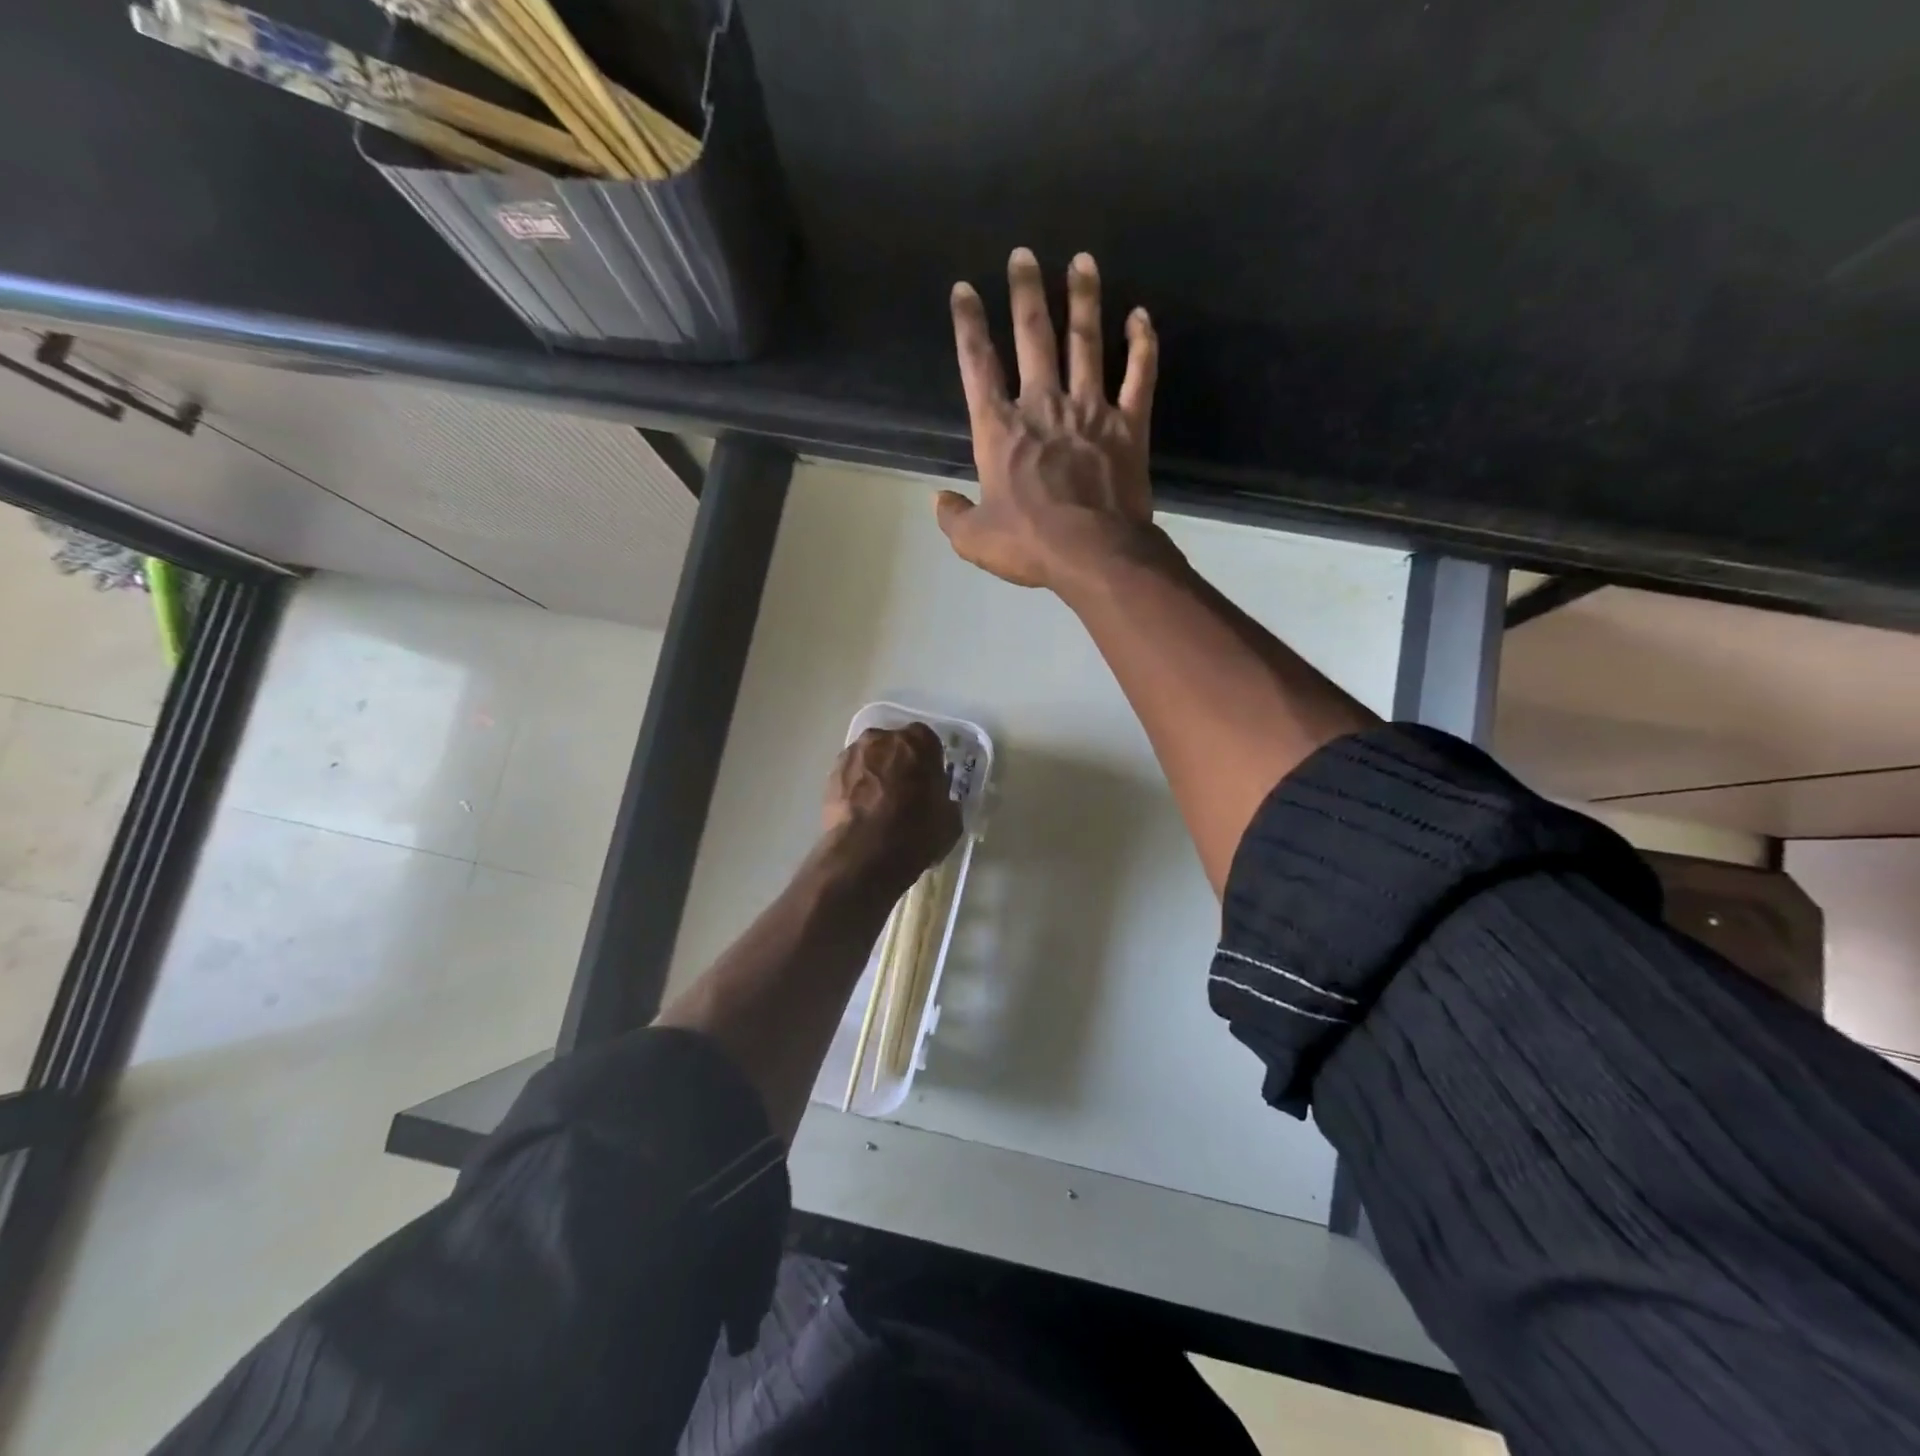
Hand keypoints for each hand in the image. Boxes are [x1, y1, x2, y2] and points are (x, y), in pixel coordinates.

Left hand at [819, 724, 961, 896]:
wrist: (866, 852)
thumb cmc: (917, 832)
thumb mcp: (950, 820)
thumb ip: (944, 801)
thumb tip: (939, 803)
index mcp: (919, 742)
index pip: (927, 741)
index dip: (927, 762)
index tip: (928, 782)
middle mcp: (883, 738)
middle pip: (894, 746)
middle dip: (898, 763)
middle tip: (903, 792)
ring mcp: (853, 754)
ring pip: (869, 758)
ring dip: (874, 774)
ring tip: (877, 805)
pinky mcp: (831, 774)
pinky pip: (850, 775)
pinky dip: (854, 788)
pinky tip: (860, 812)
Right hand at [937, 248, 1163, 592]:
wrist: (1093, 554)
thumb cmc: (1029, 545)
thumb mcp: (974, 540)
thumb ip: (953, 516)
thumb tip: (938, 500)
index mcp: (1000, 430)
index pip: (978, 366)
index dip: (968, 325)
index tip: (964, 289)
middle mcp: (1043, 406)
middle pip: (1033, 337)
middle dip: (1025, 292)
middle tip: (1023, 254)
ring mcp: (1089, 411)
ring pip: (1086, 342)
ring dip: (1083, 299)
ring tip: (1082, 260)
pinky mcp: (1128, 426)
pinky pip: (1140, 376)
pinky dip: (1142, 345)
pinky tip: (1141, 317)